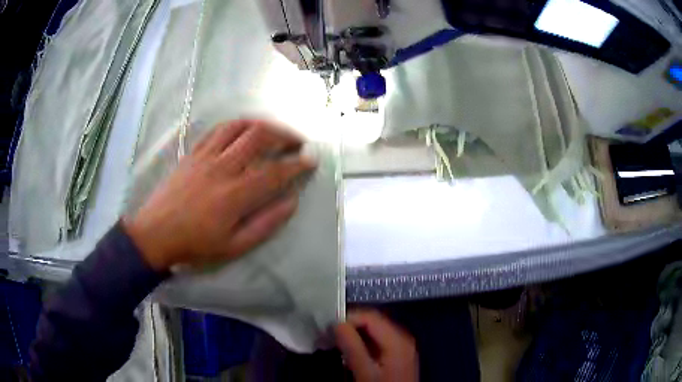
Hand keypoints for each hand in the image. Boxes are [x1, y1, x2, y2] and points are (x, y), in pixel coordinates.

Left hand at [123, 120, 315, 271]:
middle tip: (297, 141)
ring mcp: (206, 156)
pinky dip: (236, 125)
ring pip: (239, 126)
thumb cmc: (195, 244)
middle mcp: (223, 167)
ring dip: (262, 124)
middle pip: (259, 136)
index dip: (297, 163)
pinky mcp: (193, 152)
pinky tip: (242, 131)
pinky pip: (218, 129)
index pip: (275, 171)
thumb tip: (292, 201)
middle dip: (284, 134)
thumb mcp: (234, 246)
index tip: (312, 159)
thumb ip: (265, 223)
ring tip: (274, 131)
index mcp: (235, 195)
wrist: (156, 233)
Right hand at [335, 310, 418, 381]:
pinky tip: (351, 350)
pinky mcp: (398, 353)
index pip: (370, 316)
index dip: (348, 318)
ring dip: (356, 334)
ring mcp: (402, 345)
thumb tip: (337, 324)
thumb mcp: (365, 372)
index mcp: (397, 339)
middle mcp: (402, 337)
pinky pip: (379, 340)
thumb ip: (352, 347)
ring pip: (375, 330)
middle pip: (374, 321)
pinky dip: (363, 342)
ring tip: (337, 342)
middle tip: (330, 334)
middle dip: (351, 325)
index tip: (328, 327)